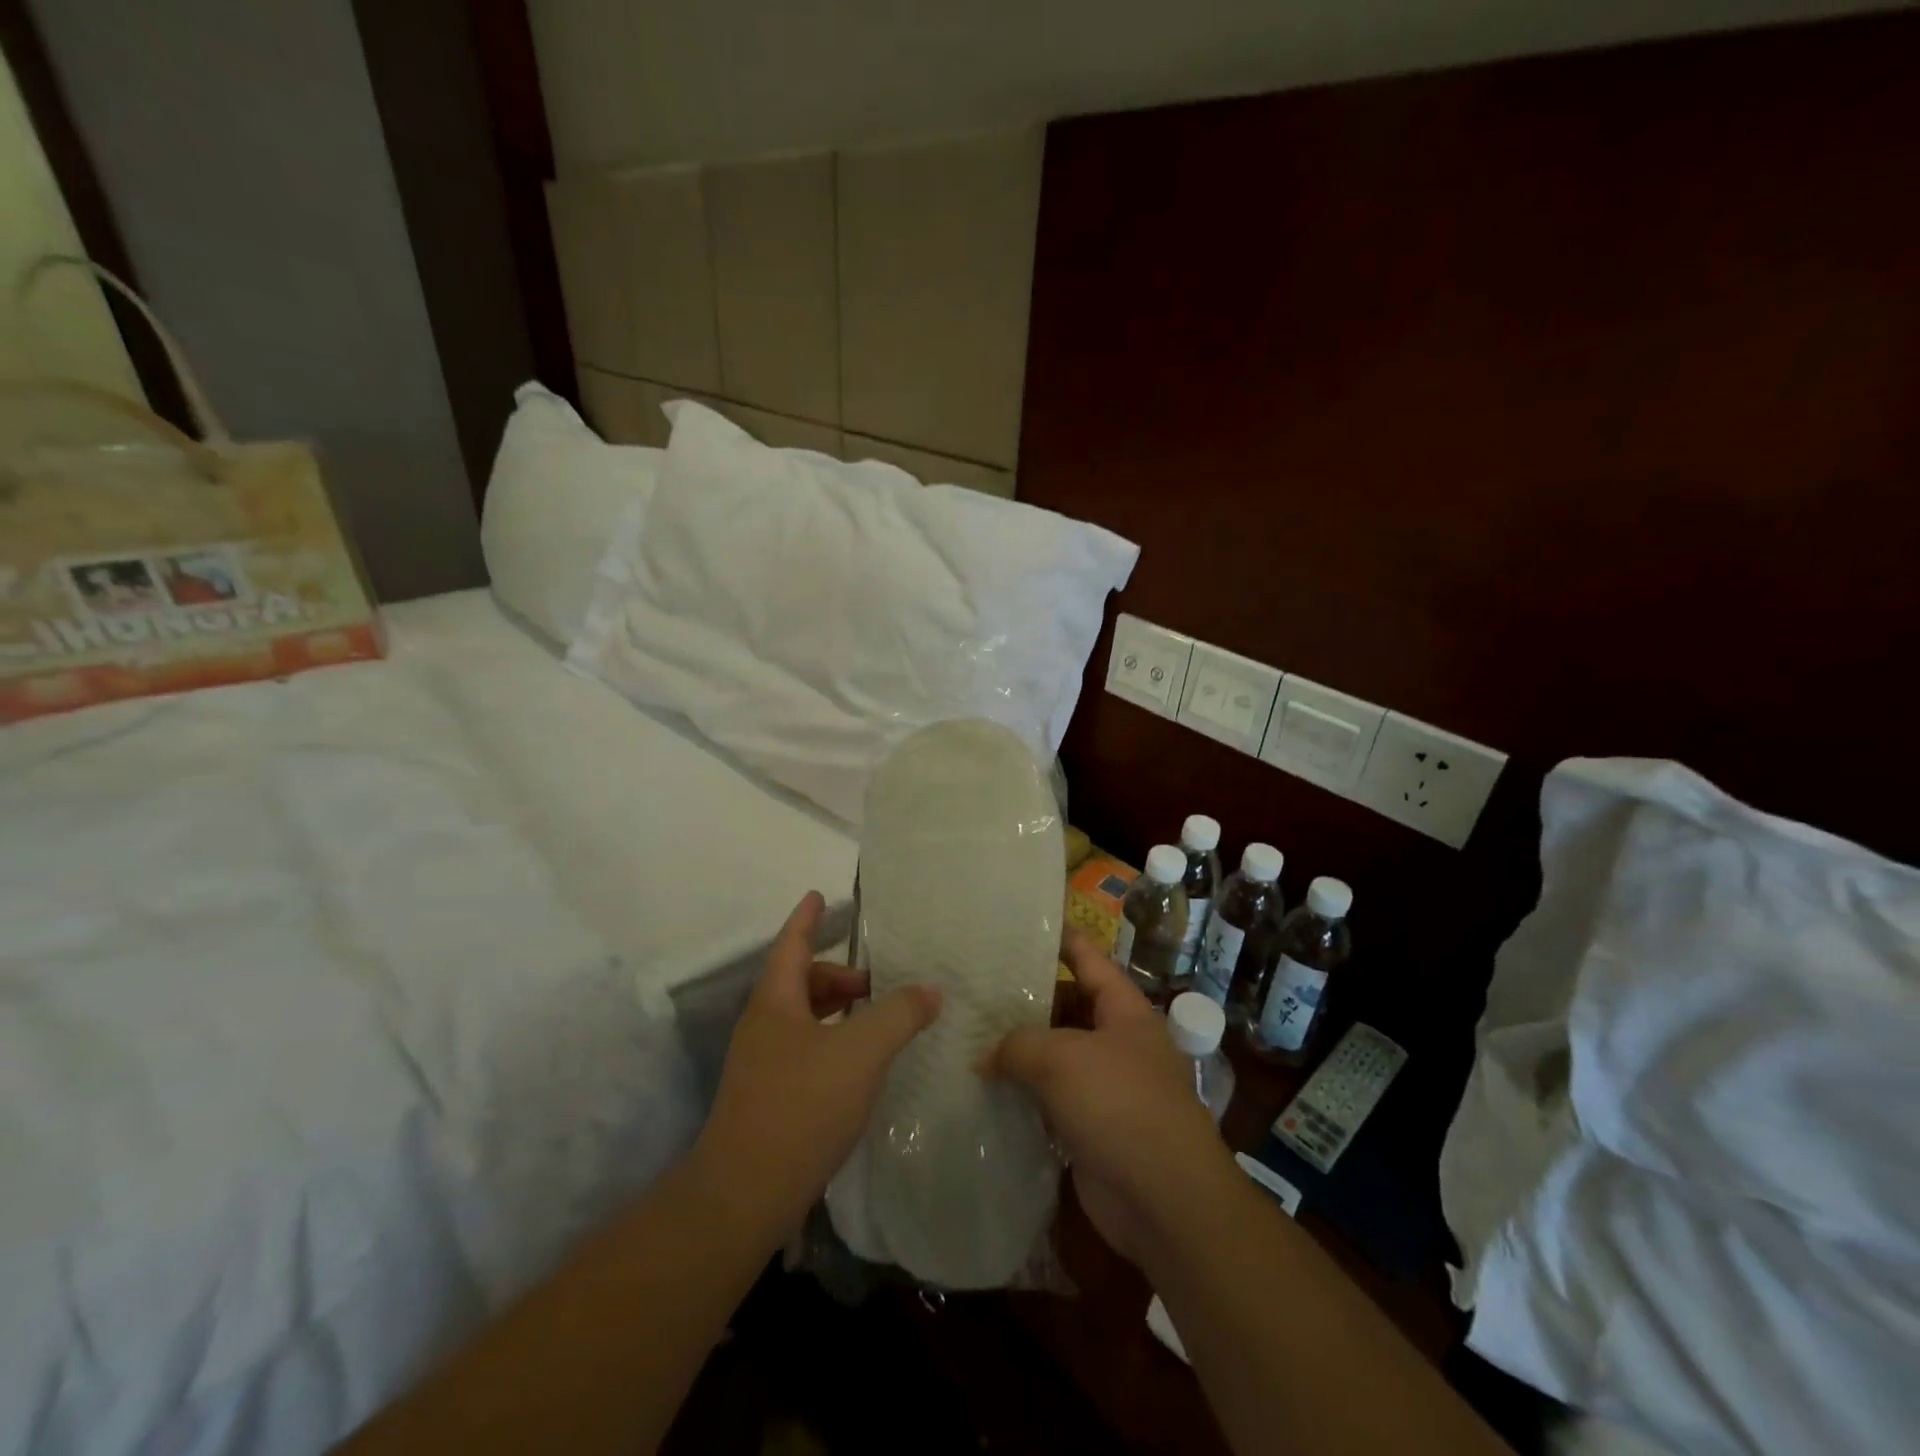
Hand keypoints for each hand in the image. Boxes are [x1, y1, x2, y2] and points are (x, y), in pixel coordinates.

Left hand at [691, 891, 941, 1239]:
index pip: (791, 944)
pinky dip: (832, 1042)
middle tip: (874, 981)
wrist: (744, 1196)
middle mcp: (763, 1027)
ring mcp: (761, 1066)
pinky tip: (857, 1067)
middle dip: (836, 974)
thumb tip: (930, 989)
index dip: (807, 918)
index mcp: (775, 1002)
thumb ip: (899, 1014)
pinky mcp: (767, 1100)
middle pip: (799, 982)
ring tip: (874, 1023)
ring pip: (802, 1020)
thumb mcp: (861, 1052)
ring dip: (836, 1011)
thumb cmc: (801, 1106)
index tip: (818, 894)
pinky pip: (804, 1051)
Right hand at [989, 929, 1239, 1267]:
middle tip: (975, 987)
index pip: (1088, 958)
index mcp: (1123, 1010)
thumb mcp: (1062, 1059)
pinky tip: (983, 1089)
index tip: (1023, 922)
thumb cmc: (1120, 1105)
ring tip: (968, 1035)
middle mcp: (1117, 1042)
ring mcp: (1105, 1087)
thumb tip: (984, 1056)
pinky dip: (1023, 1095)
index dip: (1060, 937)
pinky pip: (1050, 1100)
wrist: (1165, 1201)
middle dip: (1025, 999)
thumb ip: (1017, 1045)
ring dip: (1019, 1052)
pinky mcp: (1090, 1128)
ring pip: (1055, 1056)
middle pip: (1066, 1007)